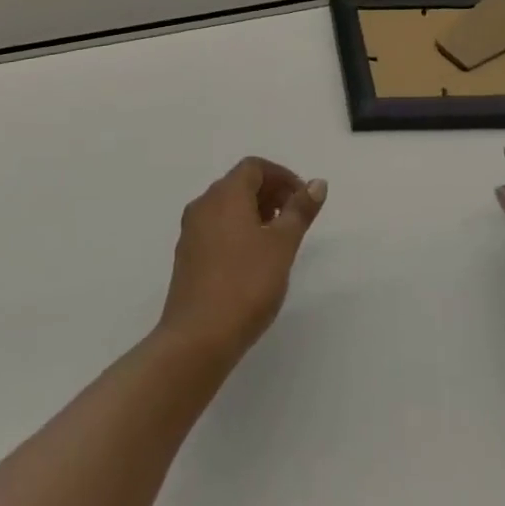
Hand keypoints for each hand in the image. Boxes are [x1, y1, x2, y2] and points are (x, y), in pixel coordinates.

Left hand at [157, 157, 326, 364]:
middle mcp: (204, 204)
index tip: (303, 199)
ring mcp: (191, 231)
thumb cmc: (246, 284)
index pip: (254, 167)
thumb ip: (300, 210)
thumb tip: (317, 183)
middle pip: (239, 184)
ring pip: (227, 208)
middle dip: (270, 194)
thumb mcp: (282, 245)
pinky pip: (216, 228)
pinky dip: (238, 231)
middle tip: (295, 219)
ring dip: (254, 213)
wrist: (197, 338)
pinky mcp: (187, 257)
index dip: (282, 176)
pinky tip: (253, 260)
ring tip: (278, 240)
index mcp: (225, 194)